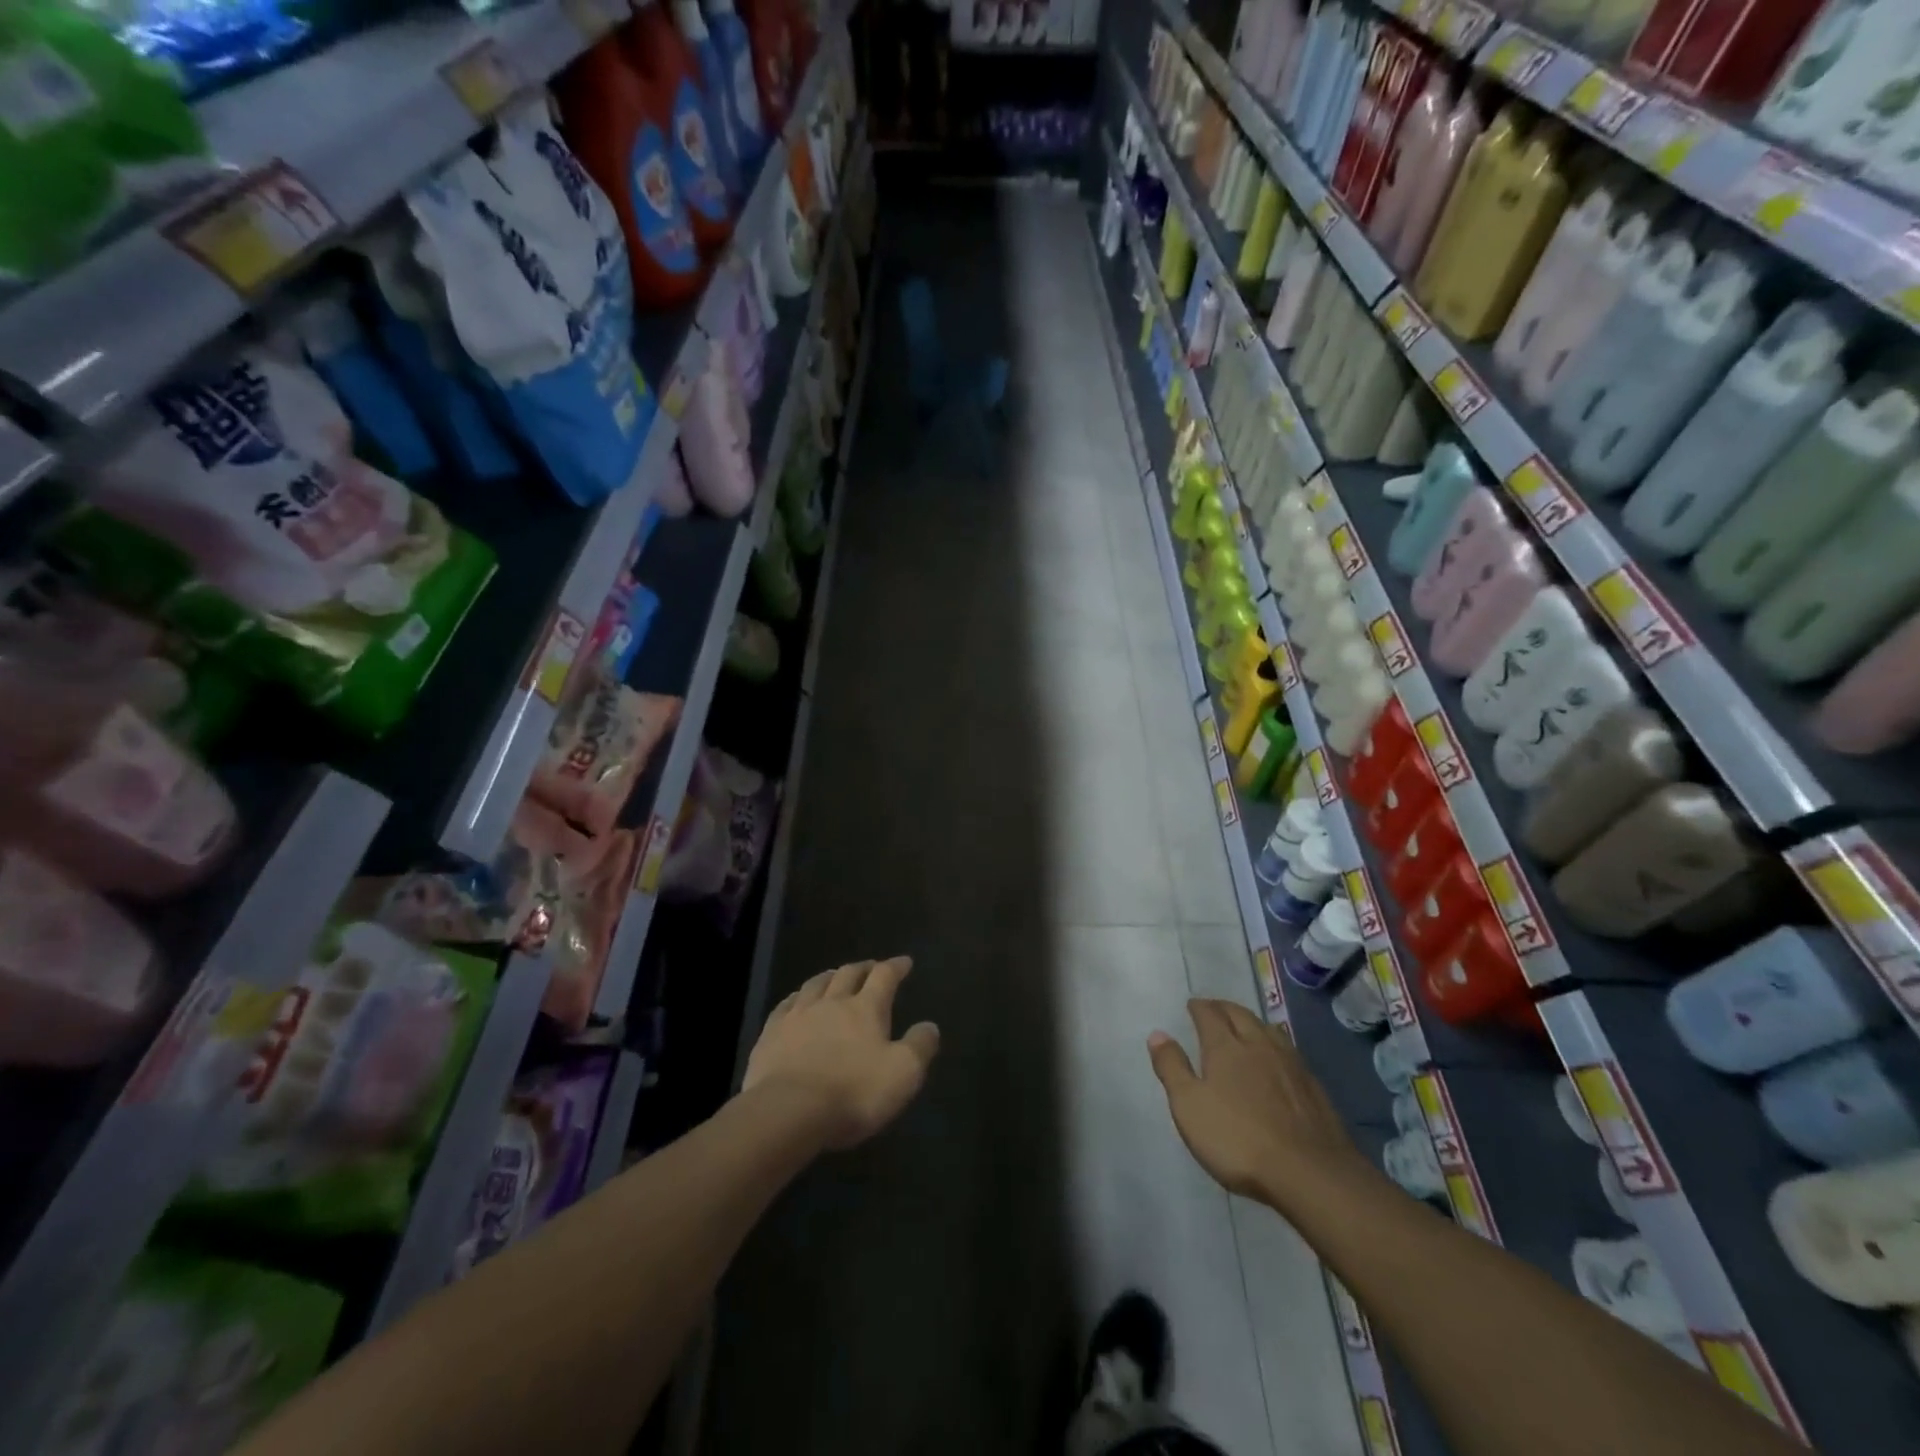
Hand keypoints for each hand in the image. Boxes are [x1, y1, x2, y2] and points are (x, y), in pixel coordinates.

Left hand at [743, 956, 939, 1150]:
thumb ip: (919, 1047)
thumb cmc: (853, 1092)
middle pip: (848, 974)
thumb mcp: (902, 1074)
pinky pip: (786, 1004)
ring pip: (816, 984)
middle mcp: (832, 1002)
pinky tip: (797, 1001)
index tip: (905, 962)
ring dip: (830, 976)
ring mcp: (798, 1015)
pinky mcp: (771, 1033)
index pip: (884, 976)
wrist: (787, 1111)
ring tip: (835, 976)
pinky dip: (797, 997)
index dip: (896, 966)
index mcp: (865, 1009)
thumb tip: (930, 1026)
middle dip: (863, 968)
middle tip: (871, 968)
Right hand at [1148, 999, 1367, 1209]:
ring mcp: (1291, 1065)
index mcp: (1226, 1047)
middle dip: (1224, 1008)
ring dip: (1253, 1022)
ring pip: (1269, 1030)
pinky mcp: (1313, 1087)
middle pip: (1240, 1015)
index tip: (1192, 1005)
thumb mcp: (1189, 1106)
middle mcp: (1259, 1045)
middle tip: (1214, 1008)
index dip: (1199, 1007)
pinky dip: (1275, 1045)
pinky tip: (1278, 1060)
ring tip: (1245, 1026)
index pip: (1210, 1014)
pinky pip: (1289, 1052)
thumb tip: (1158, 1034)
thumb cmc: (1238, 1139)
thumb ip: (1172, 1067)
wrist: (1310, 1173)